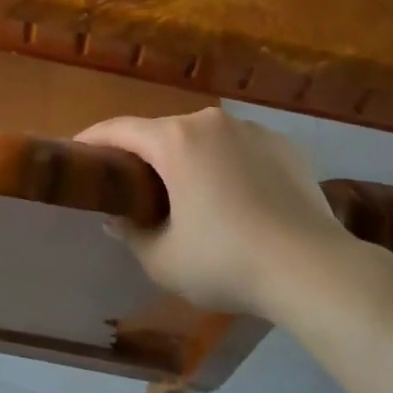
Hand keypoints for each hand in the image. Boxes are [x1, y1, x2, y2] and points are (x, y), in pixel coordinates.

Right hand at [75, 108, 352, 314]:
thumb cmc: (228, 262)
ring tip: (192, 195)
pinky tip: (237, 199)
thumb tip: (120, 217)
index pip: (119, 129)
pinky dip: (228, 165)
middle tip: (136, 187)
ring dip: (190, 159)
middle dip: (146, 155)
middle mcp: (210, 122)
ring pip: (204, 139)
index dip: (93, 139)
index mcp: (175, 140)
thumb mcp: (164, 260)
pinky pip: (241, 149)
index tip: (77, 152)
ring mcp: (251, 130)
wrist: (315, 270)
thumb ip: (131, 234)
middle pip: (163, 133)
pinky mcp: (284, 146)